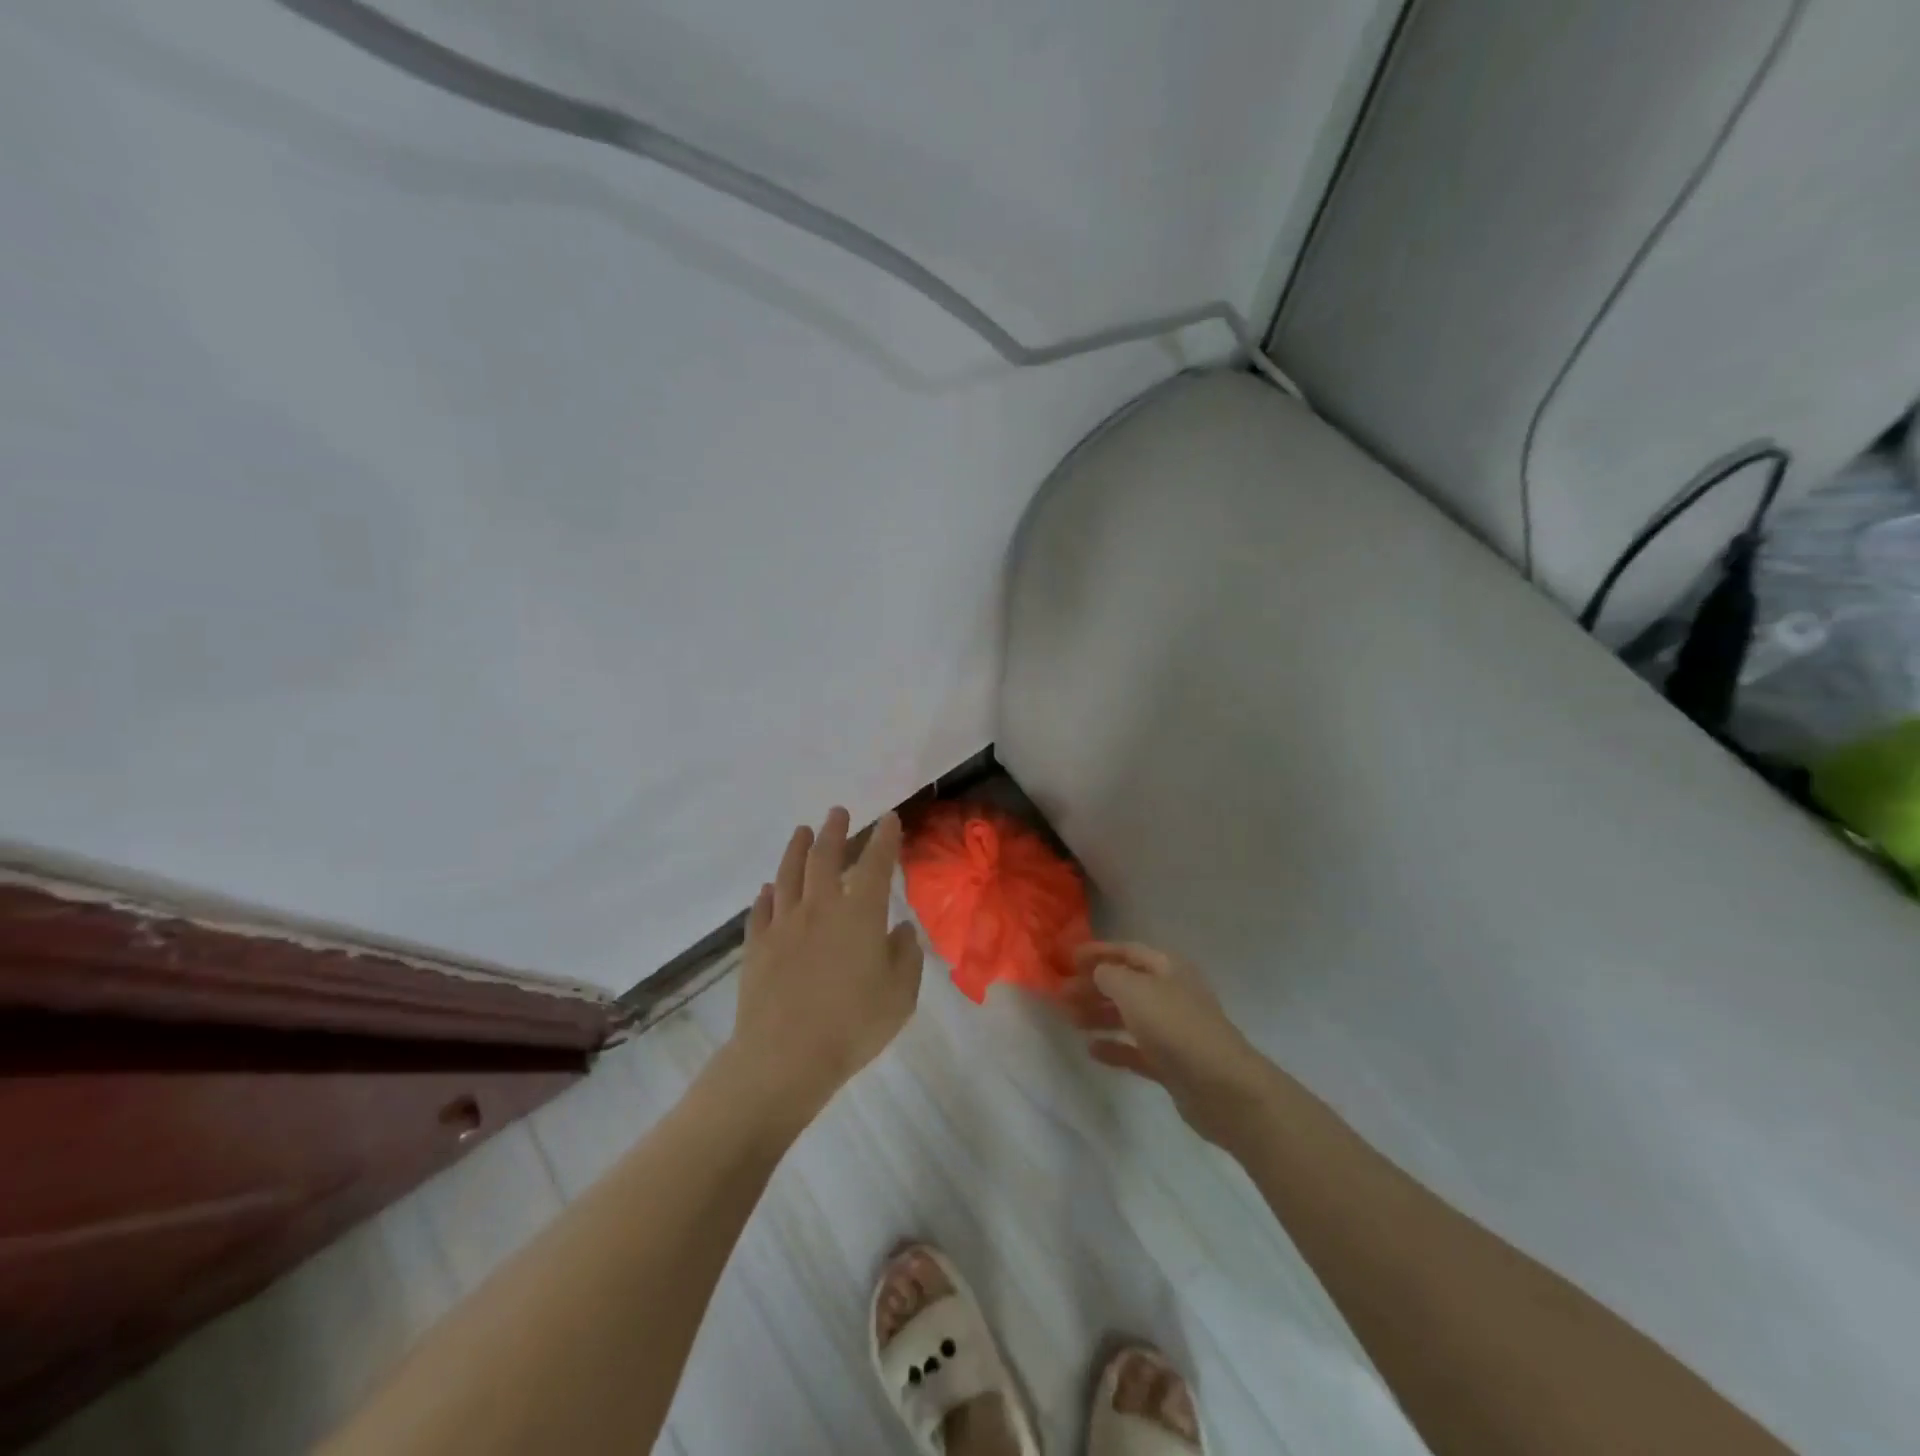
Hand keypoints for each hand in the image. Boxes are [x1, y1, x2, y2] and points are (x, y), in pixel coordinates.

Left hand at [727, 807, 924, 1121]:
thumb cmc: (853, 1025)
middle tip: (838, 813)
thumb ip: (905, 957)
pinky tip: (768, 889)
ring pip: (788, 875)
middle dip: (834, 831)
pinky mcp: (757, 946)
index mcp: (860, 914)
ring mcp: (784, 924)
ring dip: (797, 849)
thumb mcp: (900, 995)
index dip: (884, 839)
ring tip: (802, 831)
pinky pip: (761, 910)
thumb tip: (902, 930)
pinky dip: (767, 895)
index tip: (888, 819)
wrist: (784, 1057)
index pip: (875, 864)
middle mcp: (820, 907)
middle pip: (825, 857)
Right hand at [1062, 941, 1276, 1145]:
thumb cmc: (1175, 1026)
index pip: (1127, 951)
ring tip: (1069, 1020)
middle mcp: (1170, 994)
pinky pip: (1135, 1049)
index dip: (1098, 952)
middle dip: (1093, 986)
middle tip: (1061, 994)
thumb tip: (1098, 972)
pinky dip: (1114, 1047)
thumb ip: (1108, 975)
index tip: (1067, 958)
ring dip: (1099, 1015)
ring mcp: (1172, 1030)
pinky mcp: (1171, 1064)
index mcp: (1167, 968)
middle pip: (1126, 984)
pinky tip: (1091, 1050)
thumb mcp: (1134, 990)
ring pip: (1128, 1016)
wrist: (1222, 1086)